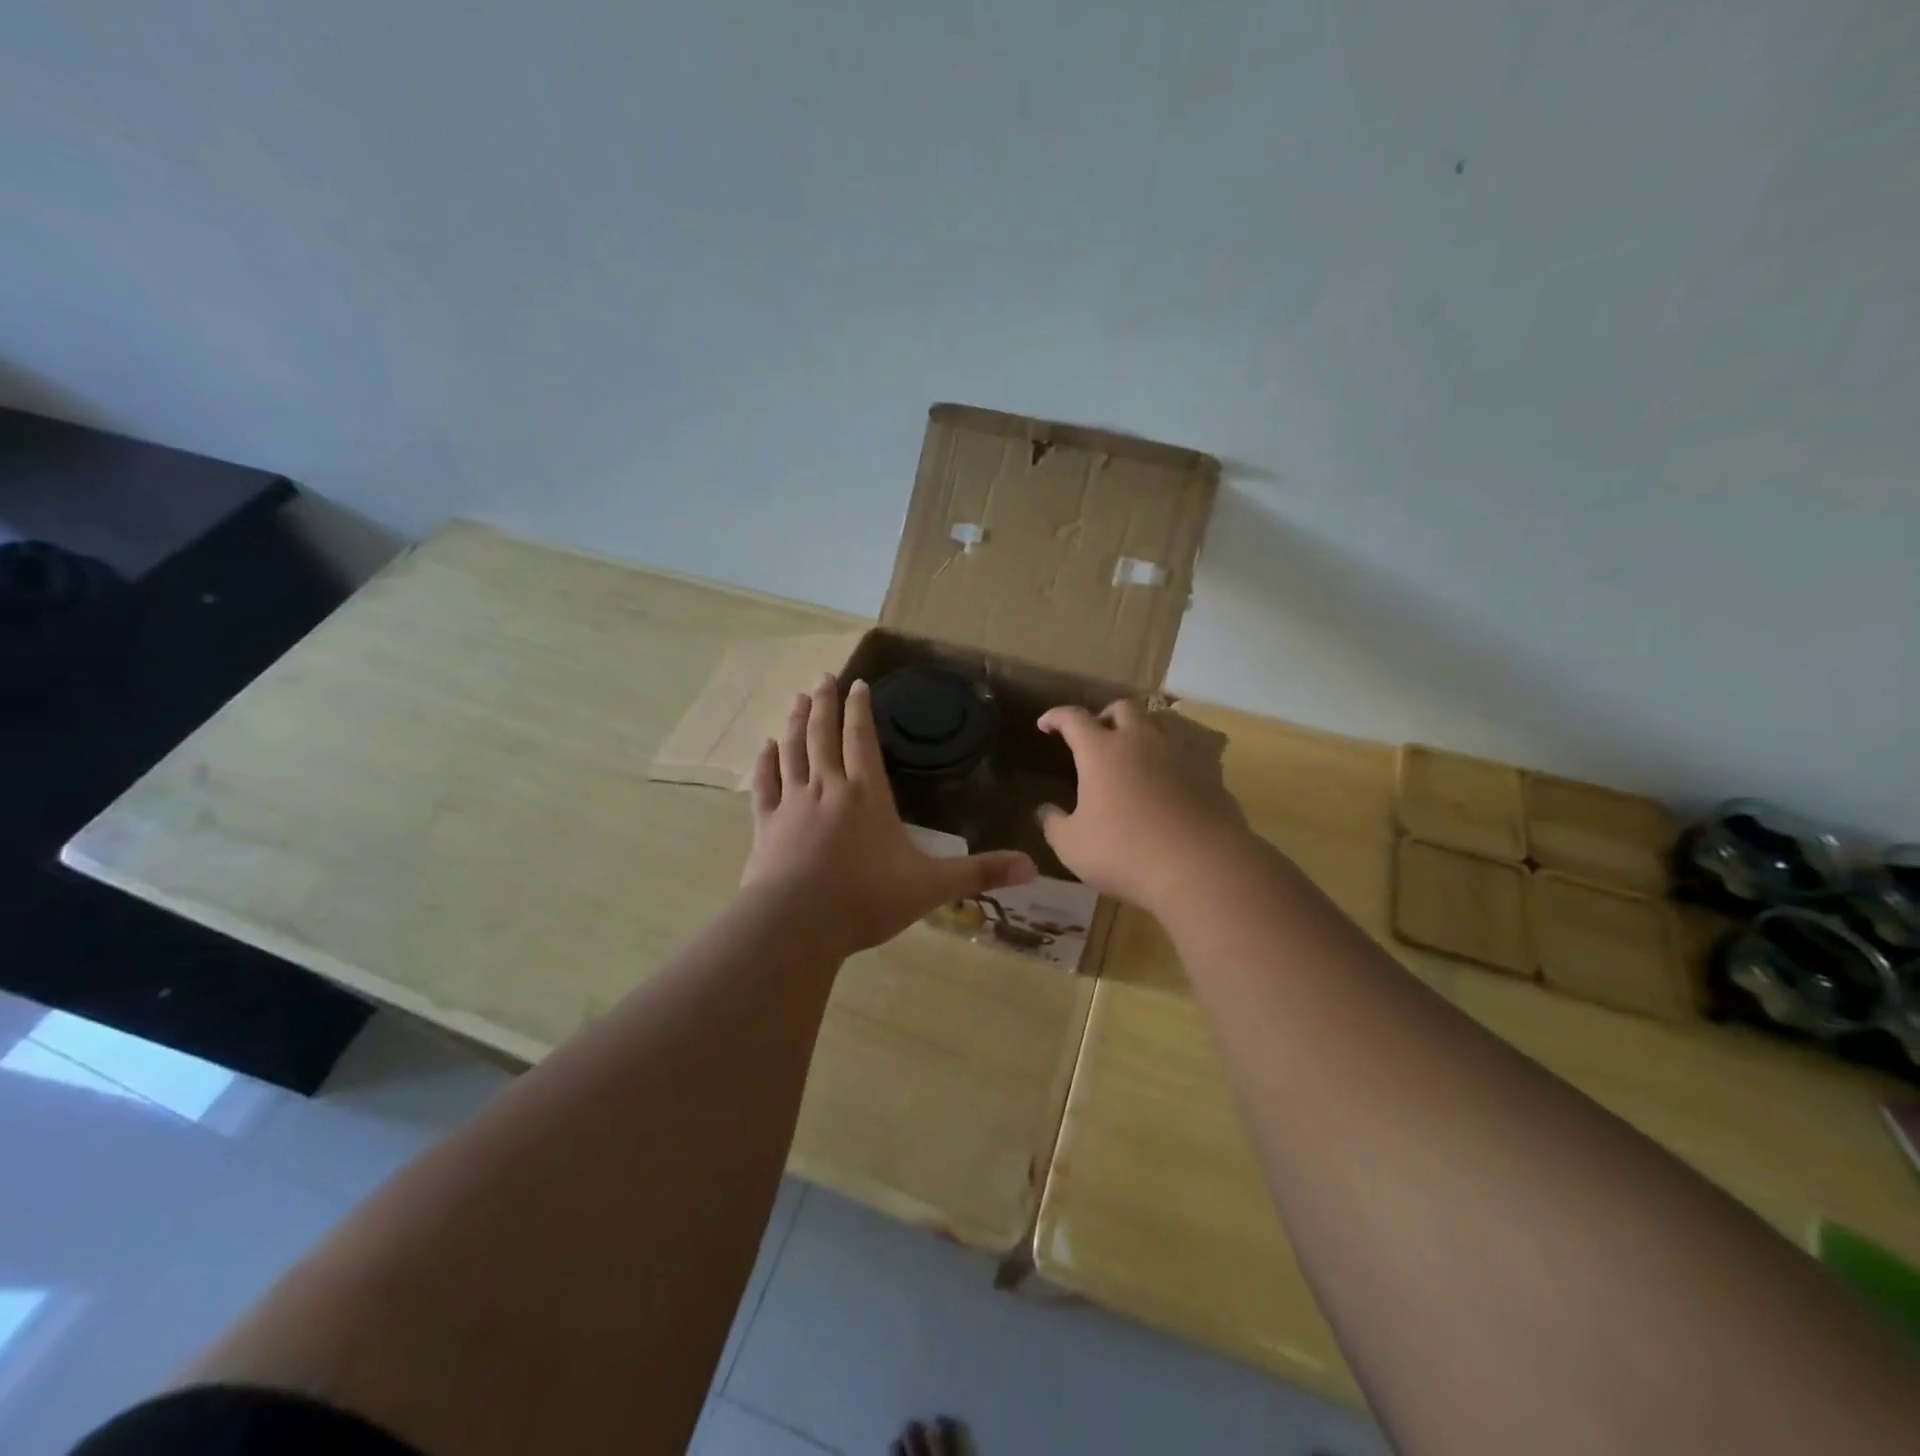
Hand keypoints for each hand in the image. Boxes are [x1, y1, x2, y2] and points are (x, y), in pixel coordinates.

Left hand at [741, 674, 1036, 956]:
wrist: (796, 925)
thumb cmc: (866, 900)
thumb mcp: (931, 887)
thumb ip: (979, 873)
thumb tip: (1032, 867)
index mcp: (867, 795)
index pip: (862, 740)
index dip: (860, 710)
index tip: (857, 684)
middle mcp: (828, 788)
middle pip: (824, 735)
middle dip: (826, 703)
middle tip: (825, 677)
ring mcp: (792, 804)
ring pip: (793, 751)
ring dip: (796, 722)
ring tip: (799, 699)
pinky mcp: (766, 825)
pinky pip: (765, 784)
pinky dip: (765, 763)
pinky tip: (765, 747)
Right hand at [1037, 700, 1249, 911]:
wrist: (1202, 866)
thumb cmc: (1125, 852)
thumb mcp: (1072, 846)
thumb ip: (1053, 824)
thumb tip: (1045, 811)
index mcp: (1101, 751)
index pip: (1073, 718)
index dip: (1056, 717)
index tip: (1046, 724)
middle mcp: (1140, 740)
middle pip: (1122, 708)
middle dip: (1105, 716)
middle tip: (1097, 736)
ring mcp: (1180, 753)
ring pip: (1161, 721)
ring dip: (1144, 729)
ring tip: (1137, 750)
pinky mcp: (1211, 772)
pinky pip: (1191, 750)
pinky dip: (1175, 755)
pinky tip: (1174, 775)